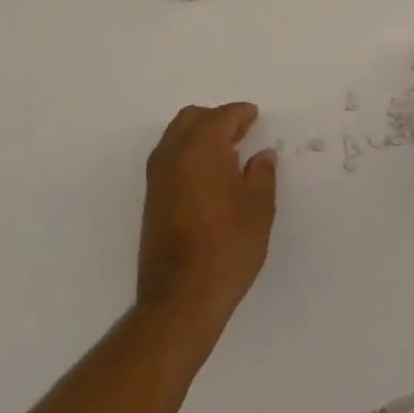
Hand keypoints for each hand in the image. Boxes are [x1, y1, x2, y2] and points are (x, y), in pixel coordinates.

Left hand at [137, 103, 276, 326]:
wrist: (181, 298)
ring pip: (176, 137)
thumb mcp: (259, 207)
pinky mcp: (151, 199)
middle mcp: (174, 153)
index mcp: (202, 146)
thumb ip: (262, 174)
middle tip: (240, 132)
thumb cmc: (228, 246)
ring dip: (199, 136)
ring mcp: (158, 177)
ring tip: (226, 154)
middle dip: (217, 119)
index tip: (255, 116)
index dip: (242, 114)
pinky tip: (208, 176)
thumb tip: (261, 156)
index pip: (223, 116)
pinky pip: (169, 158)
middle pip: (193, 118)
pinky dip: (188, 154)